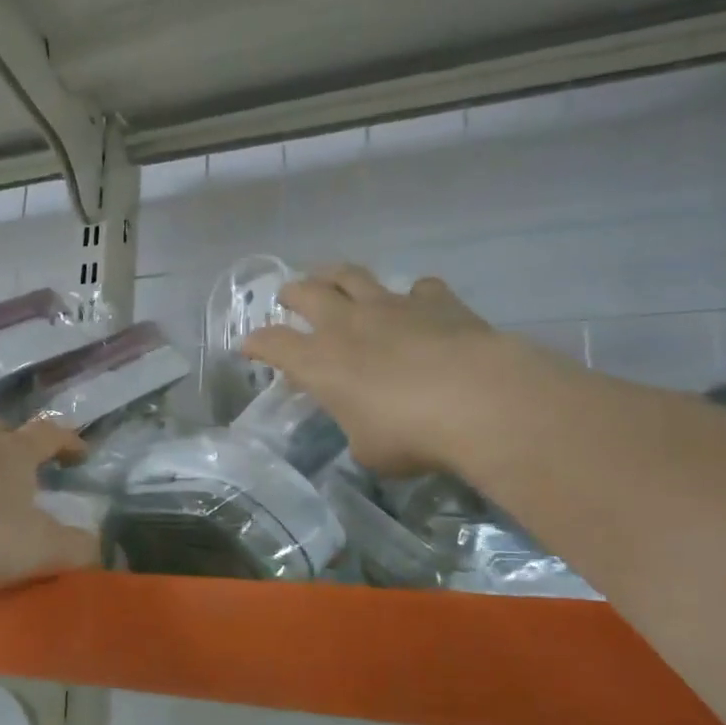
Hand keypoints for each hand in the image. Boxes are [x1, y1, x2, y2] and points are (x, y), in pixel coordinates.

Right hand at [242, 265, 501, 475]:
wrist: (477, 400)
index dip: (256, 343)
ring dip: (334, 274)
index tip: (248, 346)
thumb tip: (365, 427)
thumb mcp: (369, 449)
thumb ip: (357, 430)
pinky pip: (418, 288)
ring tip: (330, 277)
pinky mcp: (436, 301)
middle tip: (288, 296)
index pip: (273, 343)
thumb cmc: (410, 434)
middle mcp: (347, 324)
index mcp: (320, 362)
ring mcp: (391, 306)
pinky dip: (412, 296)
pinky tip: (417, 304)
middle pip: (306, 293)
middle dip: (291, 293)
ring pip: (351, 275)